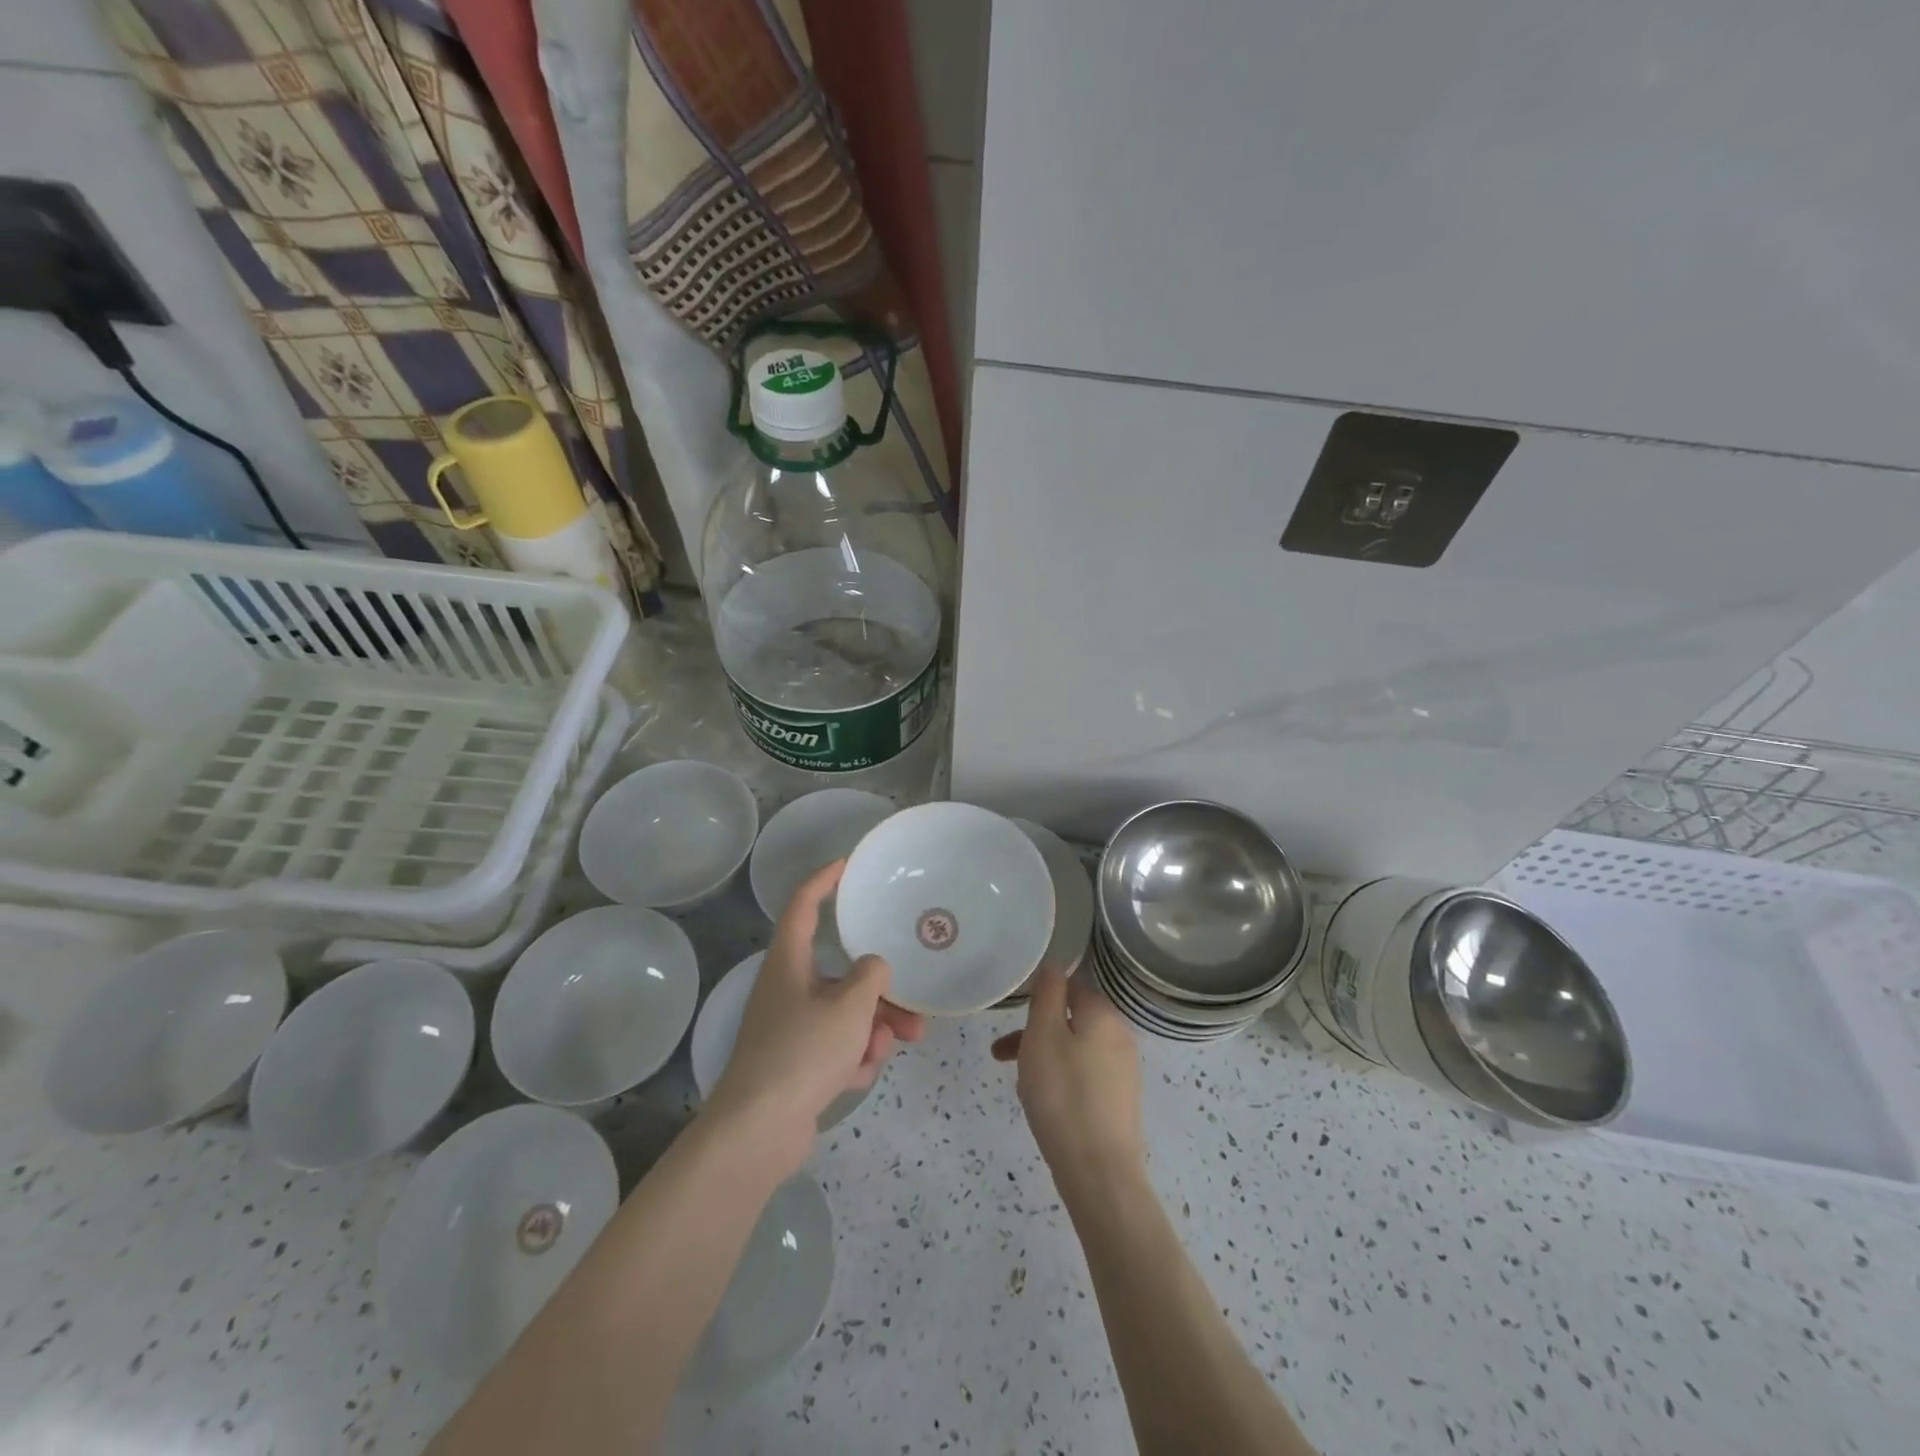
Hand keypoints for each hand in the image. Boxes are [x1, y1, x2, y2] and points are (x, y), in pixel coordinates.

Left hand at [704, 859, 925, 1172]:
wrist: (758, 1133)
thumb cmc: (802, 1052)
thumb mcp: (849, 1007)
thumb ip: (871, 977)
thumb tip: (874, 968)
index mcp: (789, 963)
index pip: (803, 906)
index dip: (824, 881)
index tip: (847, 865)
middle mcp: (787, 989)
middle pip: (841, 974)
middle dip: (880, 993)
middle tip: (914, 1009)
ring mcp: (790, 1029)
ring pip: (844, 1014)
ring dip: (873, 1029)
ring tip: (894, 1047)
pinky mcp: (795, 1064)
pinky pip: (835, 1047)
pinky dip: (852, 1058)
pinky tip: (857, 1077)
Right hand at [992, 964, 1143, 1200]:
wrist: (1099, 1171)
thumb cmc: (1063, 1095)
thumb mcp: (1043, 1035)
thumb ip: (1048, 994)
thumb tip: (1053, 966)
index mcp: (1103, 1013)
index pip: (1070, 985)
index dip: (1039, 997)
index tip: (1011, 1017)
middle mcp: (1120, 1034)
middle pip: (1071, 1019)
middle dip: (1034, 1032)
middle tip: (1002, 1055)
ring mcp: (1124, 1069)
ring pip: (1075, 1049)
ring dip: (1044, 1058)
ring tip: (1018, 1084)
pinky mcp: (1121, 1100)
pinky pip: (1085, 1076)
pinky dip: (1062, 1080)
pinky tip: (1044, 1105)